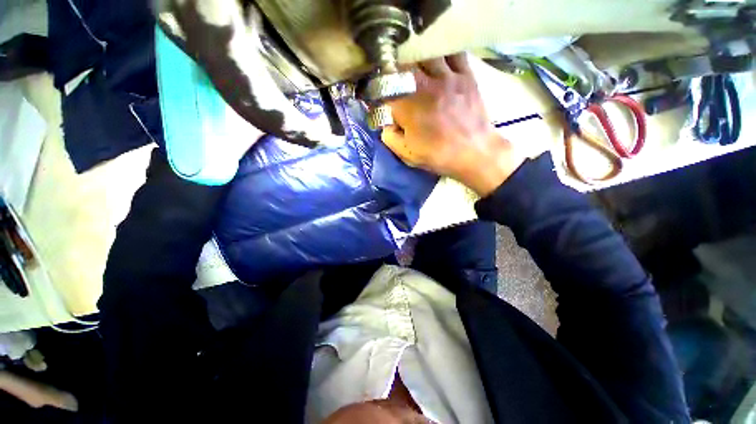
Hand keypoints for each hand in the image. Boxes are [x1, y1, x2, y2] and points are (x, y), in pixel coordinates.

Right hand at [382, 53, 524, 196]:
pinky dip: (444, 53)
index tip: (381, 91)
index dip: (380, 85)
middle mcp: (424, 84)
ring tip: (417, 65)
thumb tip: (386, 124)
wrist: (474, 152)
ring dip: (419, 56)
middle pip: (404, 60)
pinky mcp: (466, 75)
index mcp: (407, 104)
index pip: (385, 84)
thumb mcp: (407, 153)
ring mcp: (447, 76)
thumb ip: (390, 137)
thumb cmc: (438, 154)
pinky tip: (440, 59)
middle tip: (398, 75)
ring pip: (428, 51)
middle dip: (396, 66)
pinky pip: (453, 52)